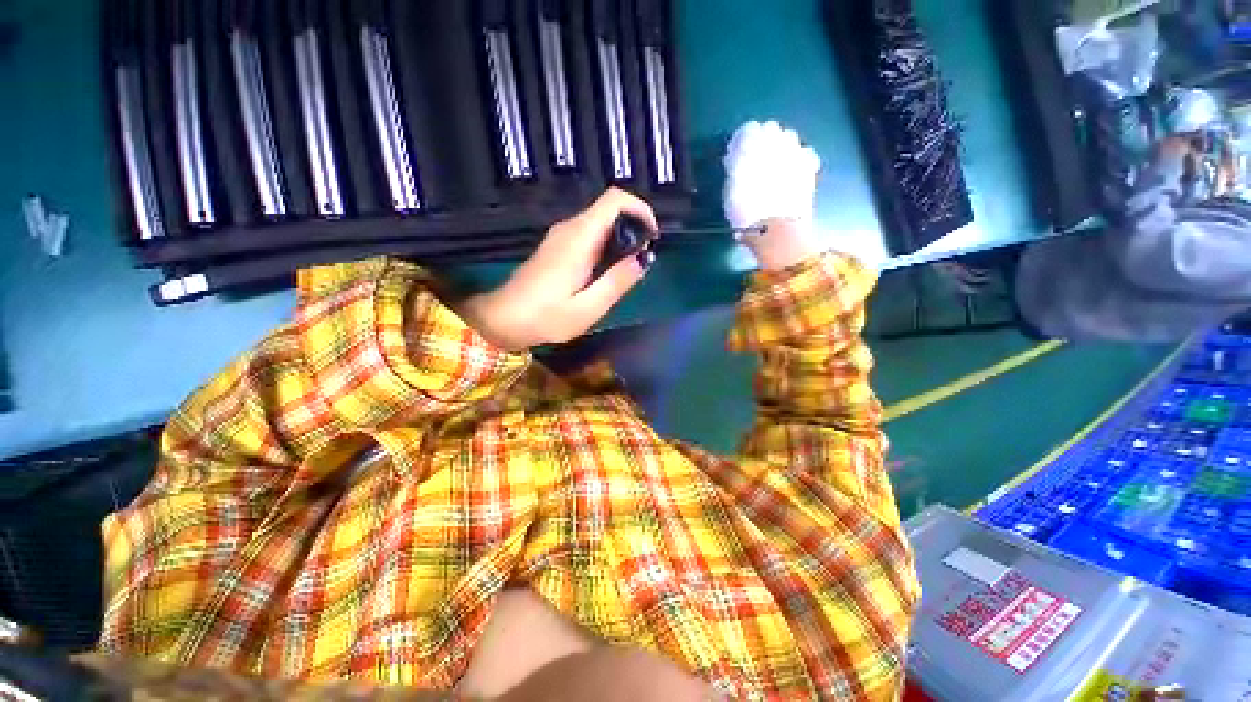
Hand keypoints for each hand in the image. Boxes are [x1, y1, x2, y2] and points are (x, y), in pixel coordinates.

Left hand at [458, 189, 657, 351]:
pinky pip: (589, 234)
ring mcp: (561, 236)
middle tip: (643, 259)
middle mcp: (570, 228)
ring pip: (600, 221)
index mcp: (579, 238)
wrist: (503, 320)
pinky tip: (607, 272)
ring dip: (621, 238)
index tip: (653, 237)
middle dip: (634, 227)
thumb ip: (617, 281)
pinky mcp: (557, 246)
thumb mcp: (588, 307)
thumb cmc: (545, 317)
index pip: (615, 199)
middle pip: (609, 208)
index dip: (640, 209)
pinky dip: (607, 245)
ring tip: (628, 269)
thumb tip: (645, 258)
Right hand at [722, 120, 825, 270]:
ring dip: (781, 147)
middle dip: (764, 140)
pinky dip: (798, 159)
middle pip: (770, 130)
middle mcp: (775, 142)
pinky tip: (792, 170)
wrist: (775, 228)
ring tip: (775, 163)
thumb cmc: (745, 212)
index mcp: (750, 145)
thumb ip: (735, 171)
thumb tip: (736, 163)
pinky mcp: (809, 166)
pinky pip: (804, 153)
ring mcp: (795, 152)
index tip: (737, 153)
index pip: (748, 130)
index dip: (742, 141)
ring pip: (789, 138)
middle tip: (757, 157)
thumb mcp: (730, 192)